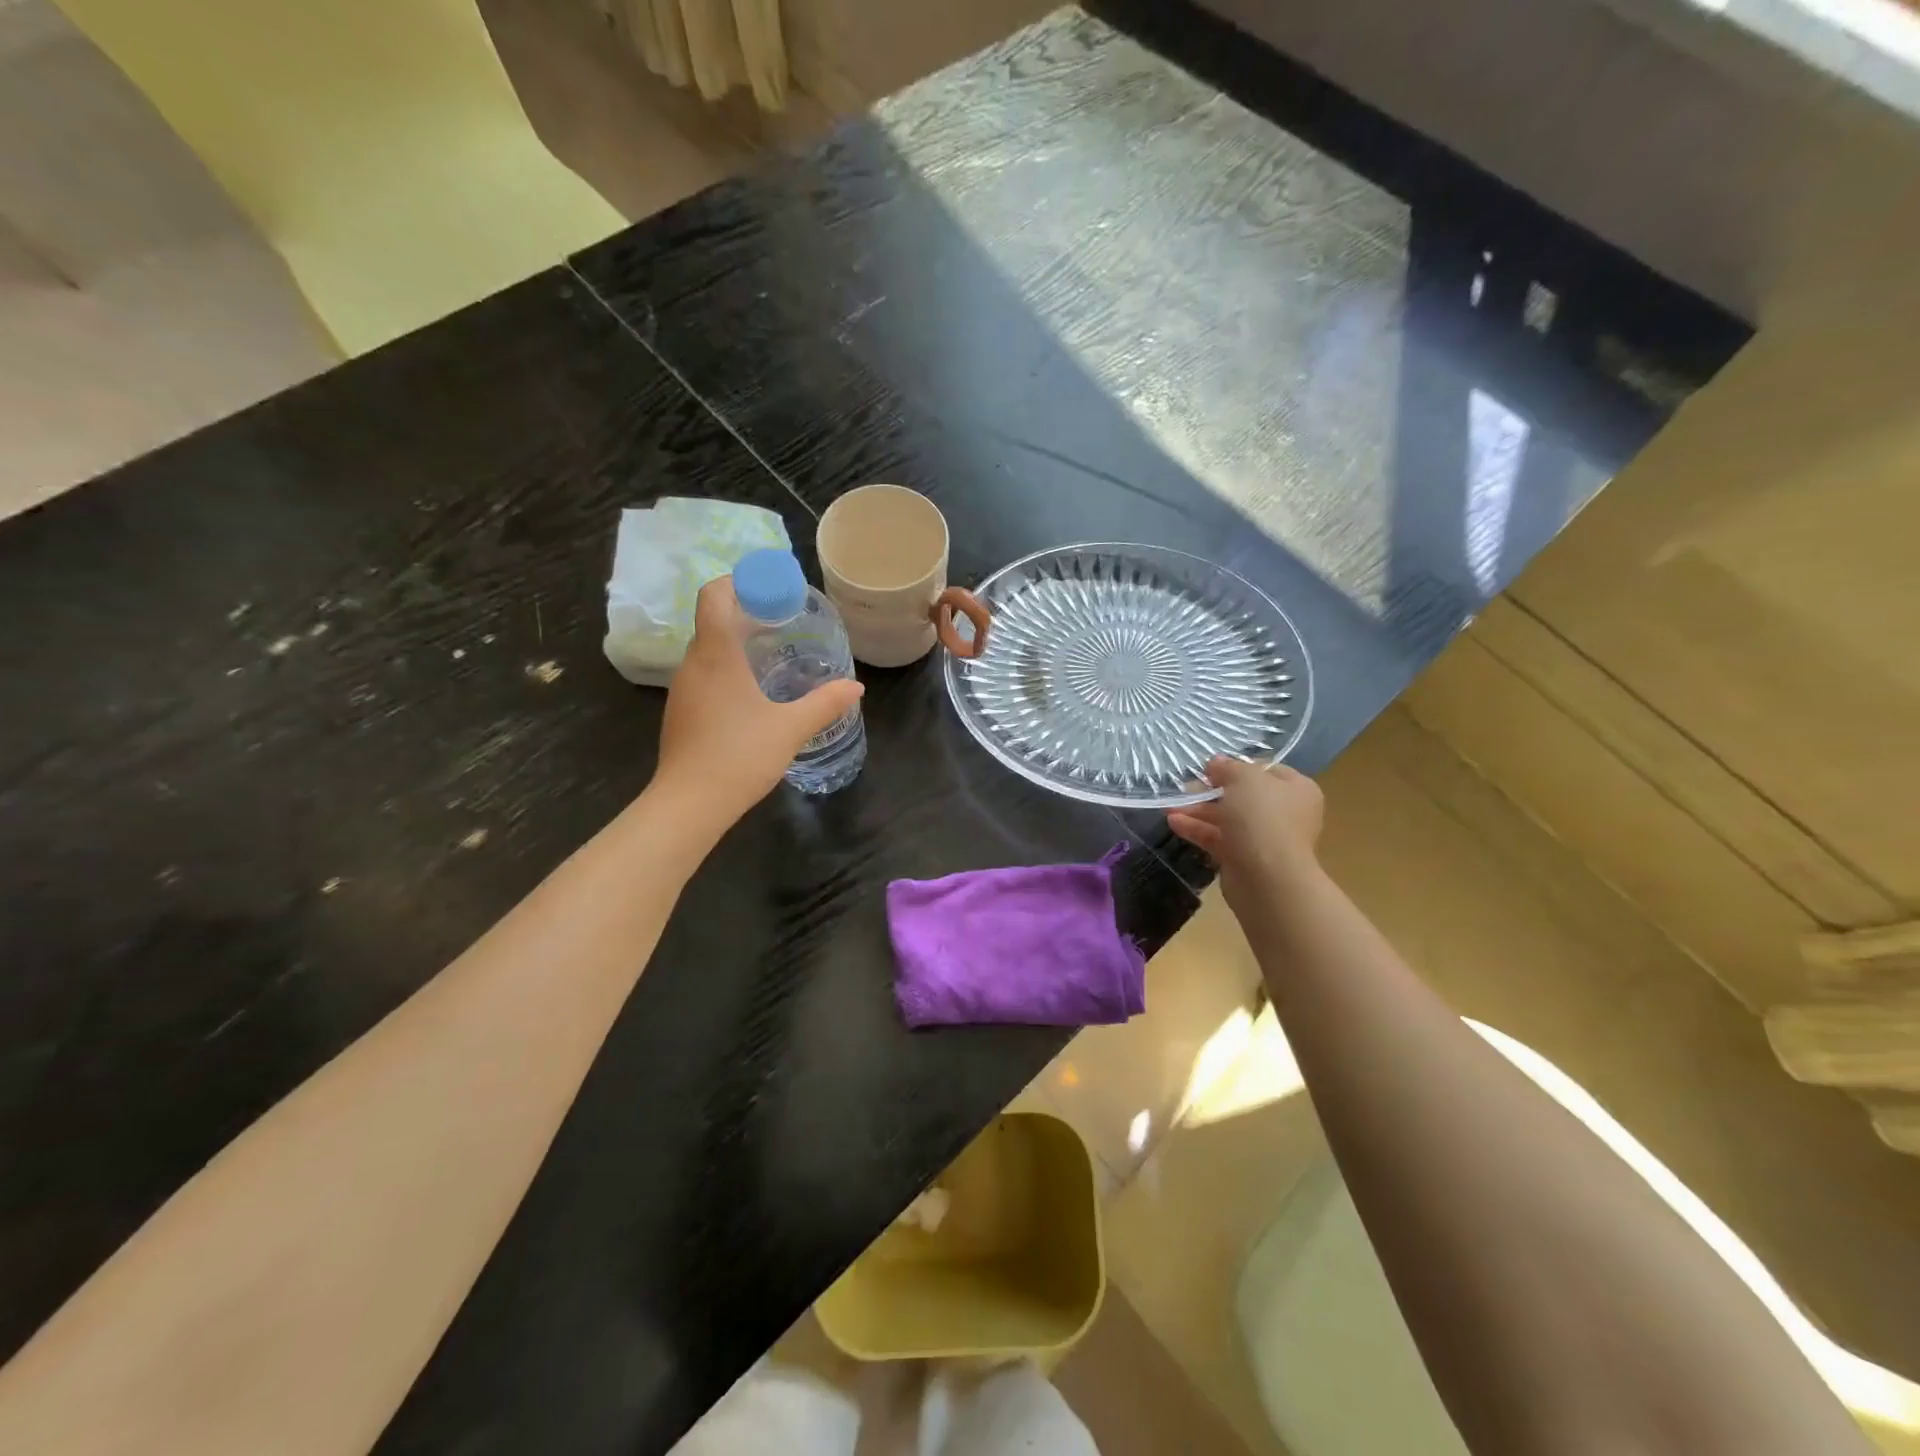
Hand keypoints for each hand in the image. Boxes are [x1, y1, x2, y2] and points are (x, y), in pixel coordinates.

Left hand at [654, 577, 864, 831]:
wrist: (689, 805)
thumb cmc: (739, 756)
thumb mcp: (790, 728)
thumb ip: (825, 704)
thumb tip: (856, 687)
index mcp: (716, 655)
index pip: (714, 595)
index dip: (739, 582)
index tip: (771, 589)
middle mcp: (693, 664)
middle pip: (713, 619)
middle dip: (746, 611)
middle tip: (785, 620)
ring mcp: (683, 689)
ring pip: (708, 649)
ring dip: (737, 641)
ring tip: (775, 653)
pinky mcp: (682, 712)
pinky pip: (705, 674)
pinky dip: (729, 668)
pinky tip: (754, 692)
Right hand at [1167, 756, 1324, 917]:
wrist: (1268, 879)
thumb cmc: (1263, 818)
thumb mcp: (1244, 779)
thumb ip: (1228, 767)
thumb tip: (1216, 763)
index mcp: (1296, 789)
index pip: (1266, 770)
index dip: (1237, 766)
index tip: (1210, 767)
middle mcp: (1284, 813)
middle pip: (1243, 795)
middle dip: (1211, 790)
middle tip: (1186, 786)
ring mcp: (1263, 838)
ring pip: (1227, 818)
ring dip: (1198, 810)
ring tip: (1169, 806)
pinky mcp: (1244, 858)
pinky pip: (1218, 838)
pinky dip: (1197, 829)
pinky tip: (1173, 822)